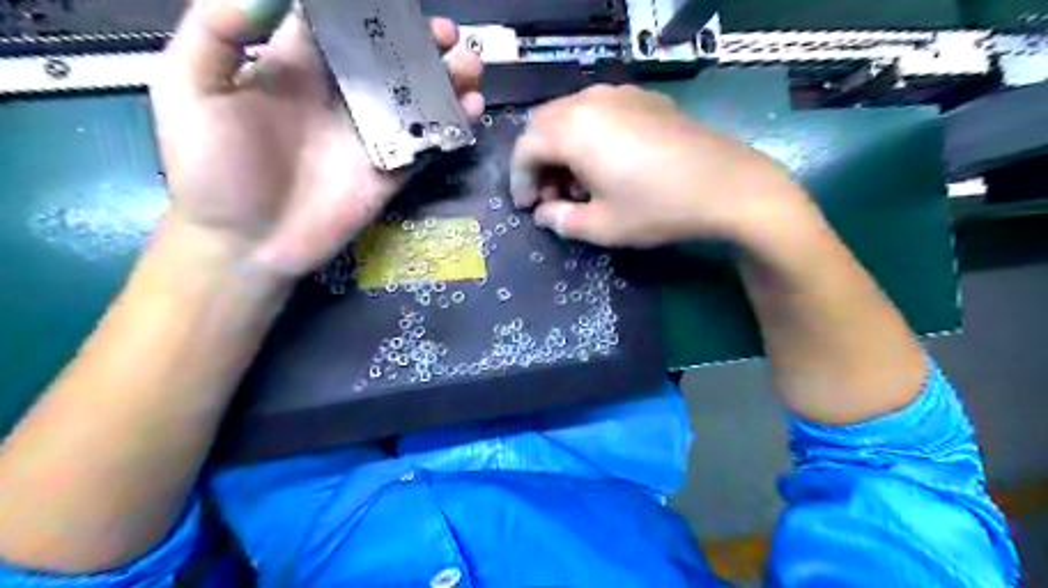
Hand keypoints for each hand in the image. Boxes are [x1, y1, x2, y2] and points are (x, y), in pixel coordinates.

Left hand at [152, 0, 485, 279]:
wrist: (244, 243)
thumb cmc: (211, 168)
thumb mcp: (190, 88)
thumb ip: (219, 31)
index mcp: (298, 67)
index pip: (342, 22)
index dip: (373, 7)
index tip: (403, 1)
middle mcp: (341, 95)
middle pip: (391, 58)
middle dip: (423, 42)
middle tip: (450, 36)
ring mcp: (371, 135)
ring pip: (417, 98)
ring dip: (447, 80)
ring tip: (470, 67)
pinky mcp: (391, 171)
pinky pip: (427, 143)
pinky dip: (452, 126)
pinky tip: (470, 110)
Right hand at [513, 83, 812, 246]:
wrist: (727, 186)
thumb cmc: (657, 208)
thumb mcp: (602, 226)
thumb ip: (562, 221)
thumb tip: (545, 214)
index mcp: (572, 129)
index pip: (525, 148)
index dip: (519, 180)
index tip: (528, 207)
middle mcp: (590, 101)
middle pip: (543, 125)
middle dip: (538, 161)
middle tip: (550, 195)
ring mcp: (620, 94)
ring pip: (571, 115)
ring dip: (562, 148)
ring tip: (578, 182)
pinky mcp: (645, 99)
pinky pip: (599, 111)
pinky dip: (588, 136)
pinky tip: (607, 163)